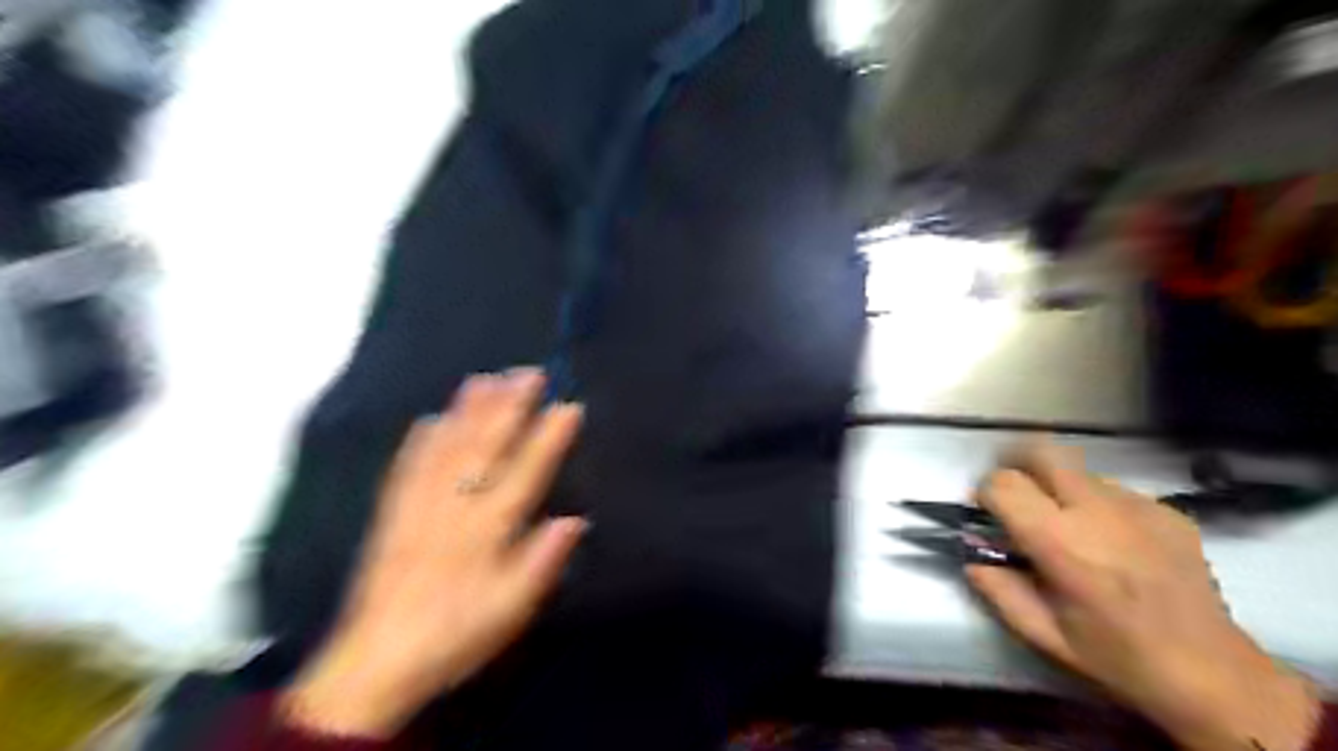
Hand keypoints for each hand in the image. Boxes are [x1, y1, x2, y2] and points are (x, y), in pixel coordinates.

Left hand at [285, 369, 587, 737]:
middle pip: (485, 446)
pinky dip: (422, 438)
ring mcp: (419, 505)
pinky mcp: (393, 513)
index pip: (525, 472)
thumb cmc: (456, 634)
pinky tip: (432, 418)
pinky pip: (409, 465)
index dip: (548, 438)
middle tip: (528, 372)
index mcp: (487, 529)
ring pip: (448, 446)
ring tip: (486, 379)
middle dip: (510, 406)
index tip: (569, 406)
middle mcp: (454, 506)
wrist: (376, 661)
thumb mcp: (511, 609)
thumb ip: (542, 561)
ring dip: (469, 410)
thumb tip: (575, 520)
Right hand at [969, 441, 1318, 750]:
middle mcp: (1097, 511)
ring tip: (1071, 527)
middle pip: (1041, 451)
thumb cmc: (1116, 657)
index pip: (1003, 483)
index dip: (986, 493)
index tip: (987, 514)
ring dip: (1059, 488)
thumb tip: (971, 555)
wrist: (1213, 674)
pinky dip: (1098, 505)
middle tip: (1016, 496)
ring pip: (1077, 471)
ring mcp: (1138, 506)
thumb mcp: (1040, 633)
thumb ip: (995, 587)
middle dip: (1017, 465)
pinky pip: (1114, 490)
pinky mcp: (1167, 510)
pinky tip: (1112, 542)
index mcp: (1060, 542)